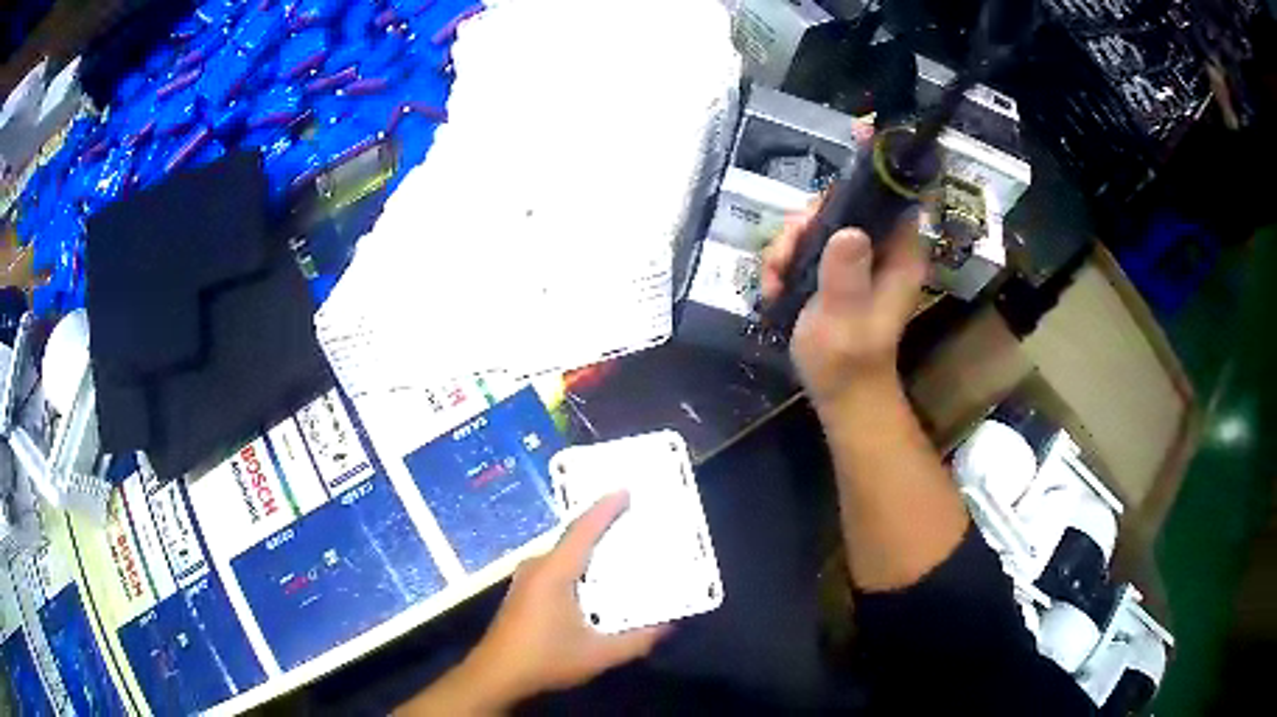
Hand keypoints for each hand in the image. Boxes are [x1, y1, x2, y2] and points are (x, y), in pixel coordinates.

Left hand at [432, 492, 668, 711]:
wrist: (496, 675)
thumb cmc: (545, 660)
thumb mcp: (598, 654)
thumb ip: (637, 641)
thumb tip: (669, 626)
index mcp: (554, 572)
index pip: (582, 531)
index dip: (605, 509)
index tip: (626, 490)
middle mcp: (537, 567)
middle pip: (573, 537)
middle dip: (602, 525)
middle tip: (633, 518)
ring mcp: (526, 578)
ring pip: (564, 552)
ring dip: (589, 546)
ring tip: (619, 544)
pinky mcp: (523, 591)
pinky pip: (556, 565)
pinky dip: (578, 562)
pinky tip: (593, 576)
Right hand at [760, 200, 926, 411]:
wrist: (840, 393)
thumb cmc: (847, 360)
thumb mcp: (844, 317)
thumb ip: (846, 274)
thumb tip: (847, 231)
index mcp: (900, 254)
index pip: (881, 199)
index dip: (846, 195)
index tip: (812, 218)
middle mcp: (882, 249)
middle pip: (841, 207)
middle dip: (805, 226)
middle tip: (784, 255)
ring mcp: (857, 260)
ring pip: (819, 227)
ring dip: (788, 247)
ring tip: (774, 279)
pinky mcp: (837, 272)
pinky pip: (808, 248)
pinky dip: (786, 263)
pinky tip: (774, 288)